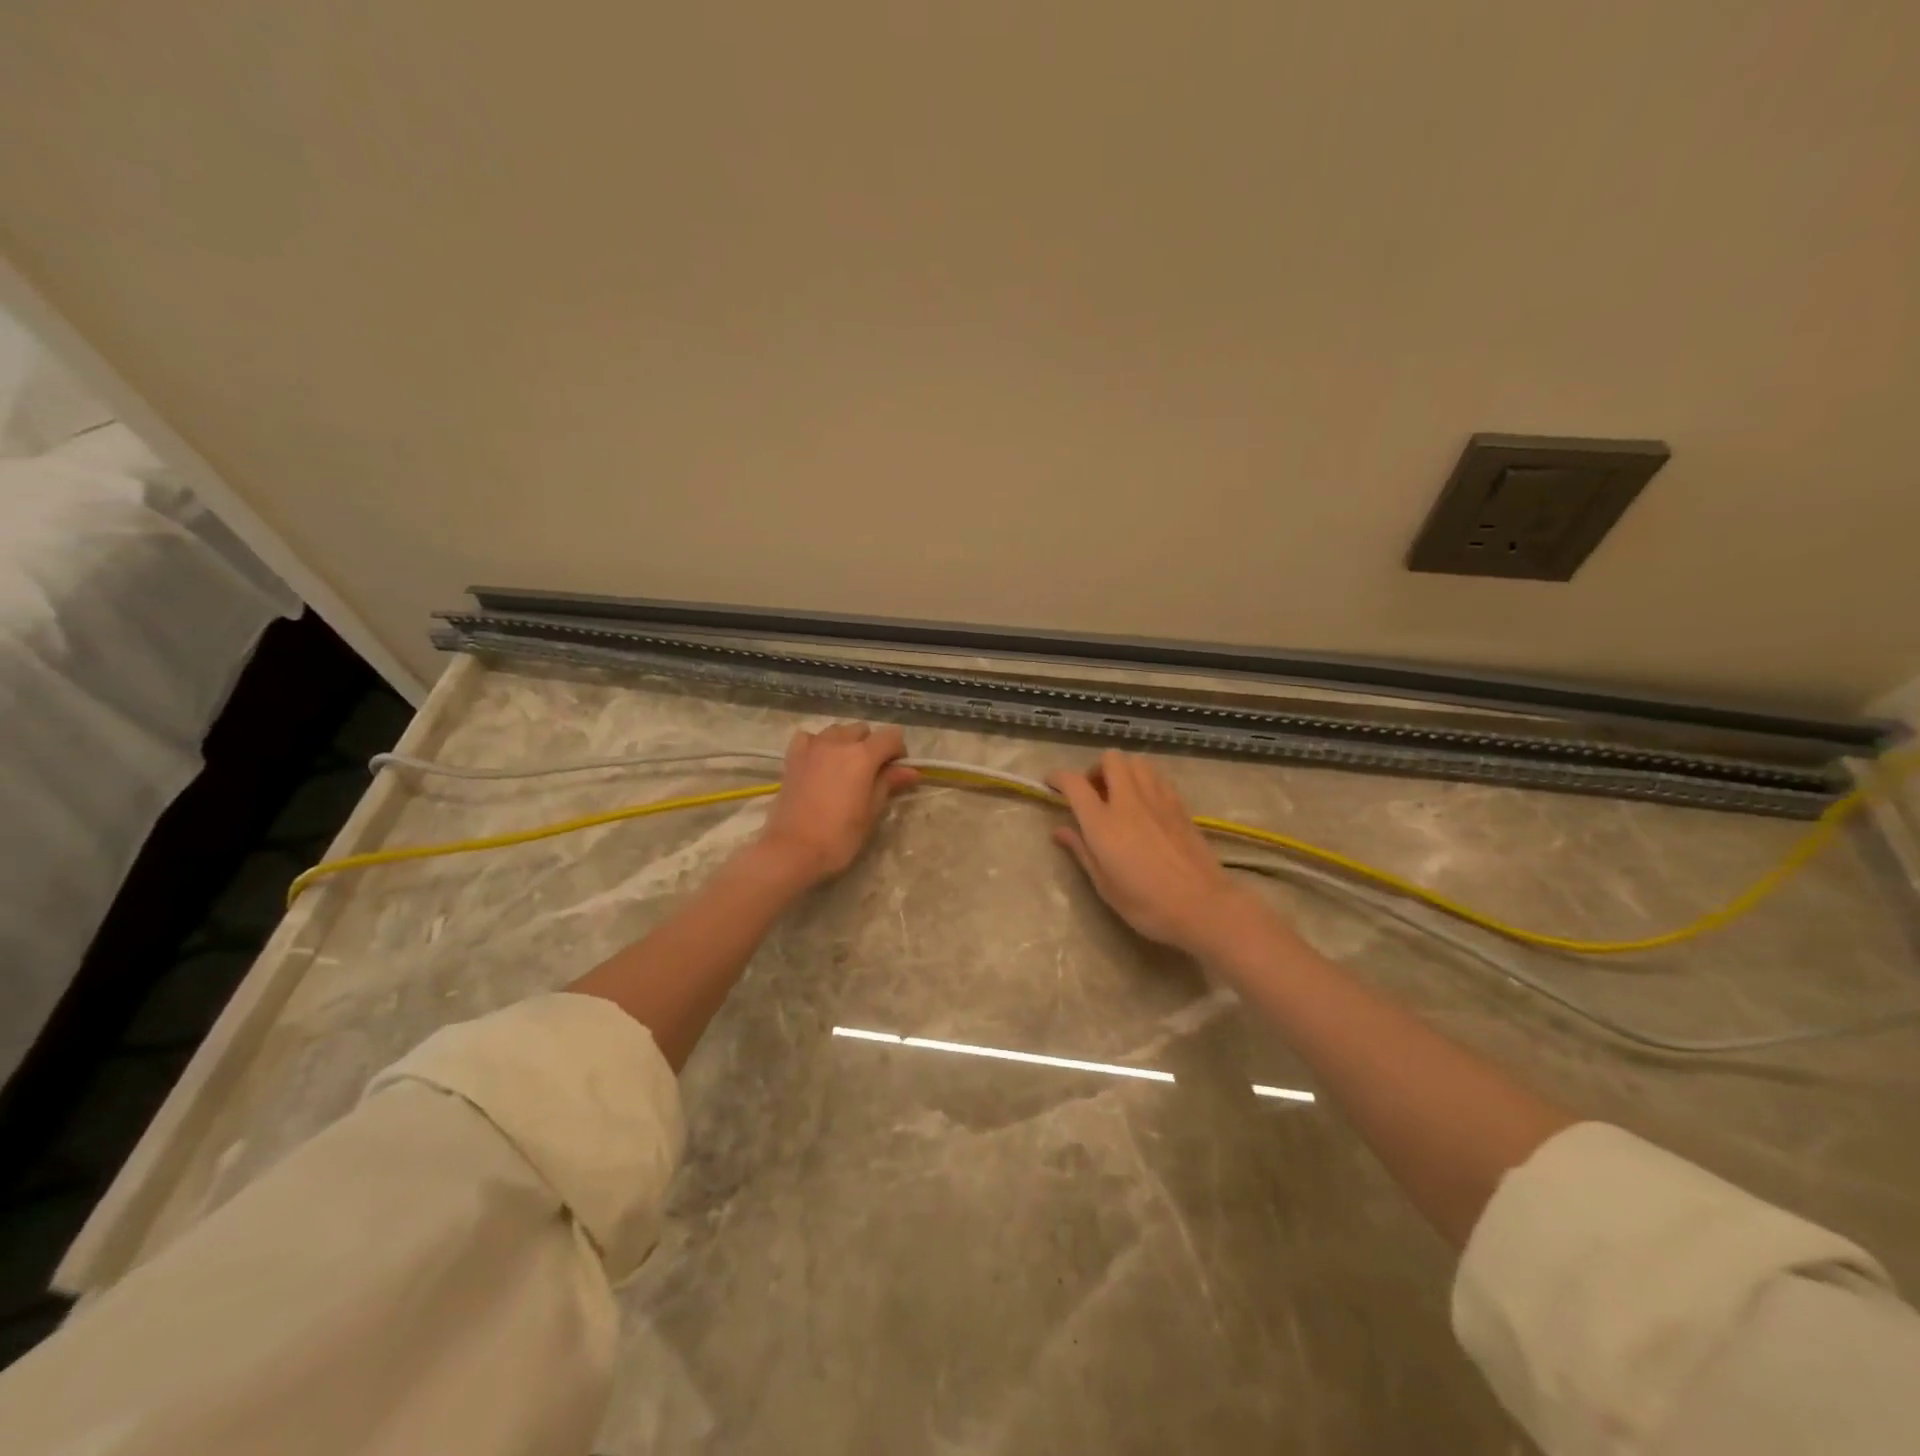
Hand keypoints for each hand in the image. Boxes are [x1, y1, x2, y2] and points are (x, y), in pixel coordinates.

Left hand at [756, 723, 917, 886]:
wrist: (792, 850)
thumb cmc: (839, 836)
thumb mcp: (871, 811)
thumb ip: (889, 783)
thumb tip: (911, 771)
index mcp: (862, 756)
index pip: (891, 736)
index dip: (899, 751)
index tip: (897, 772)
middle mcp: (838, 743)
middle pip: (863, 730)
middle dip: (872, 745)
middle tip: (872, 773)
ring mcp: (812, 747)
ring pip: (837, 731)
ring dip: (846, 742)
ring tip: (845, 768)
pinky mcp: (792, 757)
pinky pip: (809, 738)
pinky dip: (818, 744)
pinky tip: (820, 761)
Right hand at [1047, 750, 1277, 957]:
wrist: (1202, 906)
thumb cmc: (1146, 903)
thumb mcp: (1104, 884)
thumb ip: (1081, 850)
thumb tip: (1059, 830)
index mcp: (1103, 822)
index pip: (1074, 783)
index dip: (1058, 777)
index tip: (1051, 783)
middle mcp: (1129, 801)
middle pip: (1110, 759)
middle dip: (1095, 768)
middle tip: (1093, 792)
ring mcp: (1158, 800)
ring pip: (1137, 762)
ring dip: (1123, 770)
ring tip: (1119, 794)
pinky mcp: (1180, 805)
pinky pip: (1158, 777)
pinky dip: (1145, 780)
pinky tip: (1145, 804)